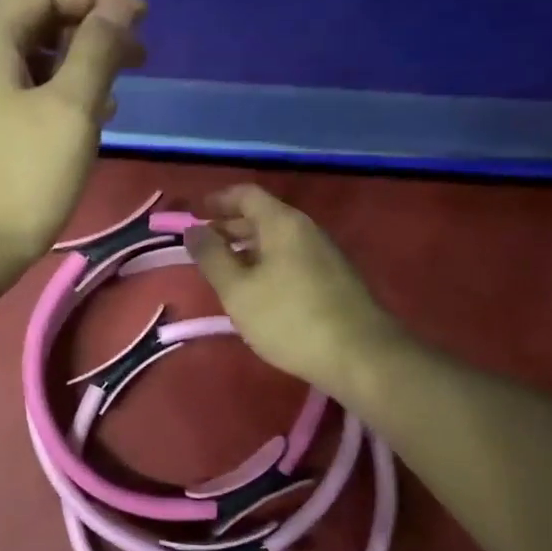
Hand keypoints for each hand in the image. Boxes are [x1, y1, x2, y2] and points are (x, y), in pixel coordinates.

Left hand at [0, 0, 146, 282]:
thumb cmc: (17, 180)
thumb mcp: (69, 110)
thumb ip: (97, 51)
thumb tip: (116, 12)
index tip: (143, 22)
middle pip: (37, 20)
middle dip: (92, 30)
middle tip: (139, 57)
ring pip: (32, 61)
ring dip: (79, 66)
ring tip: (118, 91)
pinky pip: (22, 96)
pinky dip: (59, 97)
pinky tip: (88, 122)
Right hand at [184, 184, 402, 403]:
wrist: (359, 356)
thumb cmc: (288, 318)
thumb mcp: (237, 290)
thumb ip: (211, 257)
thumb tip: (192, 230)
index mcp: (282, 223)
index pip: (246, 194)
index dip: (217, 200)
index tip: (194, 214)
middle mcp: (306, 230)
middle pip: (263, 216)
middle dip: (229, 226)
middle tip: (203, 245)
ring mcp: (324, 254)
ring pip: (278, 240)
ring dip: (247, 248)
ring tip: (224, 270)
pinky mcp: (334, 279)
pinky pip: (291, 258)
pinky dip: (266, 263)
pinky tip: (257, 290)